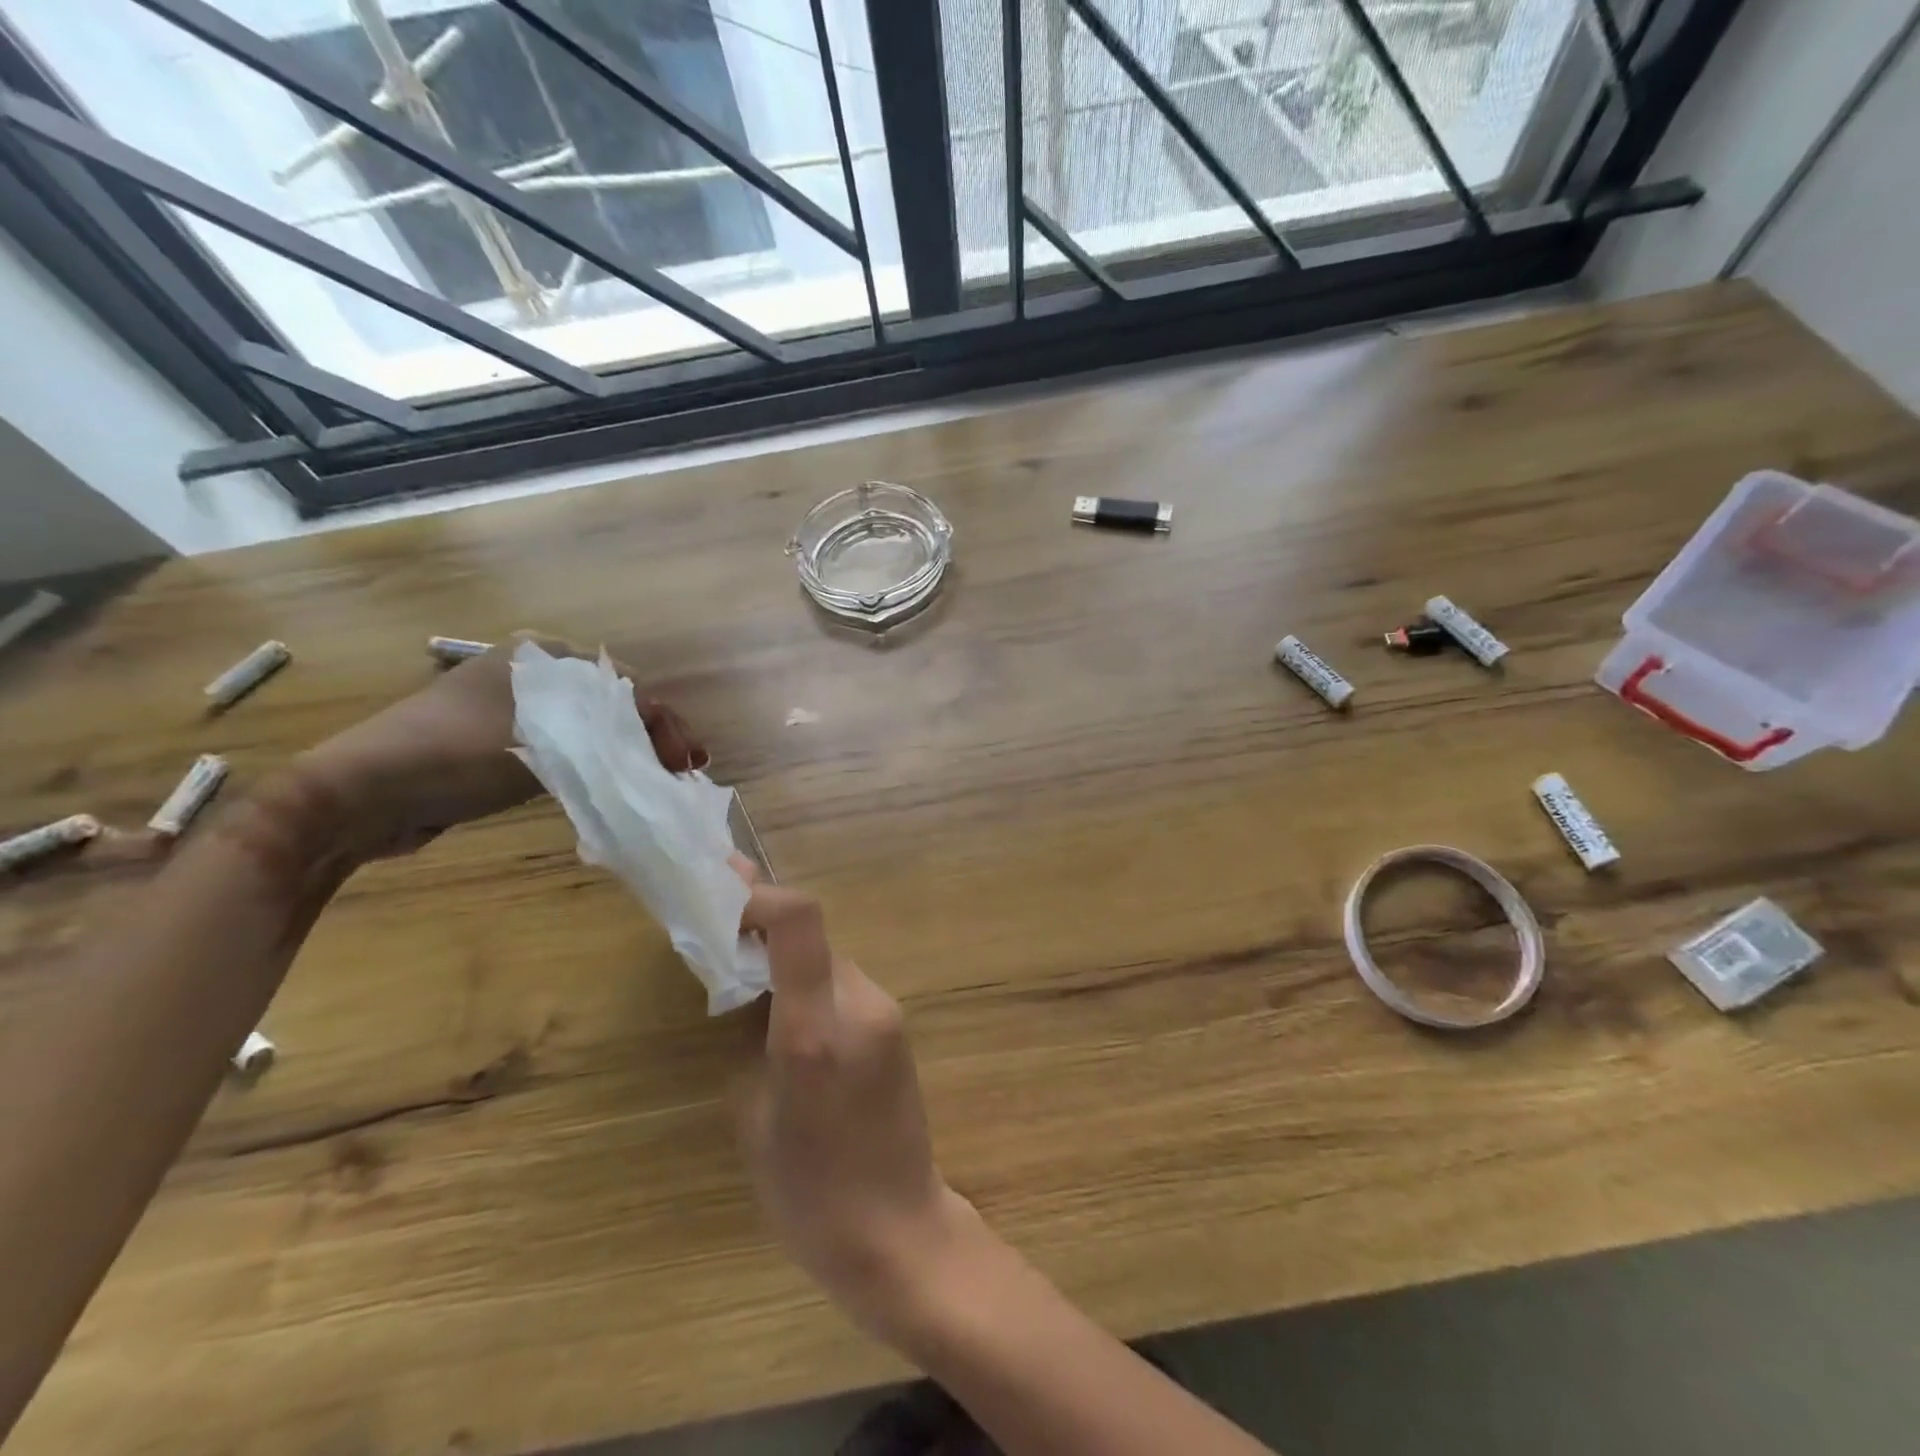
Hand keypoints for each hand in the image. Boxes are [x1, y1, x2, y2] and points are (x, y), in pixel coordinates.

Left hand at [298, 634, 703, 860]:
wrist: (360, 795)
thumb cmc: (457, 754)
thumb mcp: (546, 736)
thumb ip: (615, 729)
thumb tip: (669, 739)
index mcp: (538, 657)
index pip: (624, 685)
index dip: (663, 722)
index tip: (685, 762)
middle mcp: (527, 675)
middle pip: (609, 705)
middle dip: (648, 738)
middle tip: (677, 773)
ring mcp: (509, 710)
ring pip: (588, 729)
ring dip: (623, 754)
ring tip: (654, 782)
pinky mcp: (496, 746)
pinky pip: (562, 750)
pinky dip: (591, 767)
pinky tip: (608, 786)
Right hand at [730, 864, 979, 1343]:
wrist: (898, 1231)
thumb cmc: (808, 1194)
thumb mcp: (754, 1116)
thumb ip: (752, 1036)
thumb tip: (749, 986)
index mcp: (814, 1029)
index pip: (800, 919)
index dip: (760, 894)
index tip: (721, 896)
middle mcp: (859, 1004)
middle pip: (813, 936)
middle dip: (765, 930)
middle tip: (721, 939)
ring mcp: (886, 1012)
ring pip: (828, 961)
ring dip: (789, 962)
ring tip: (751, 991)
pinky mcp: (898, 1027)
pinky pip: (845, 987)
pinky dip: (813, 987)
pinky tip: (792, 1025)